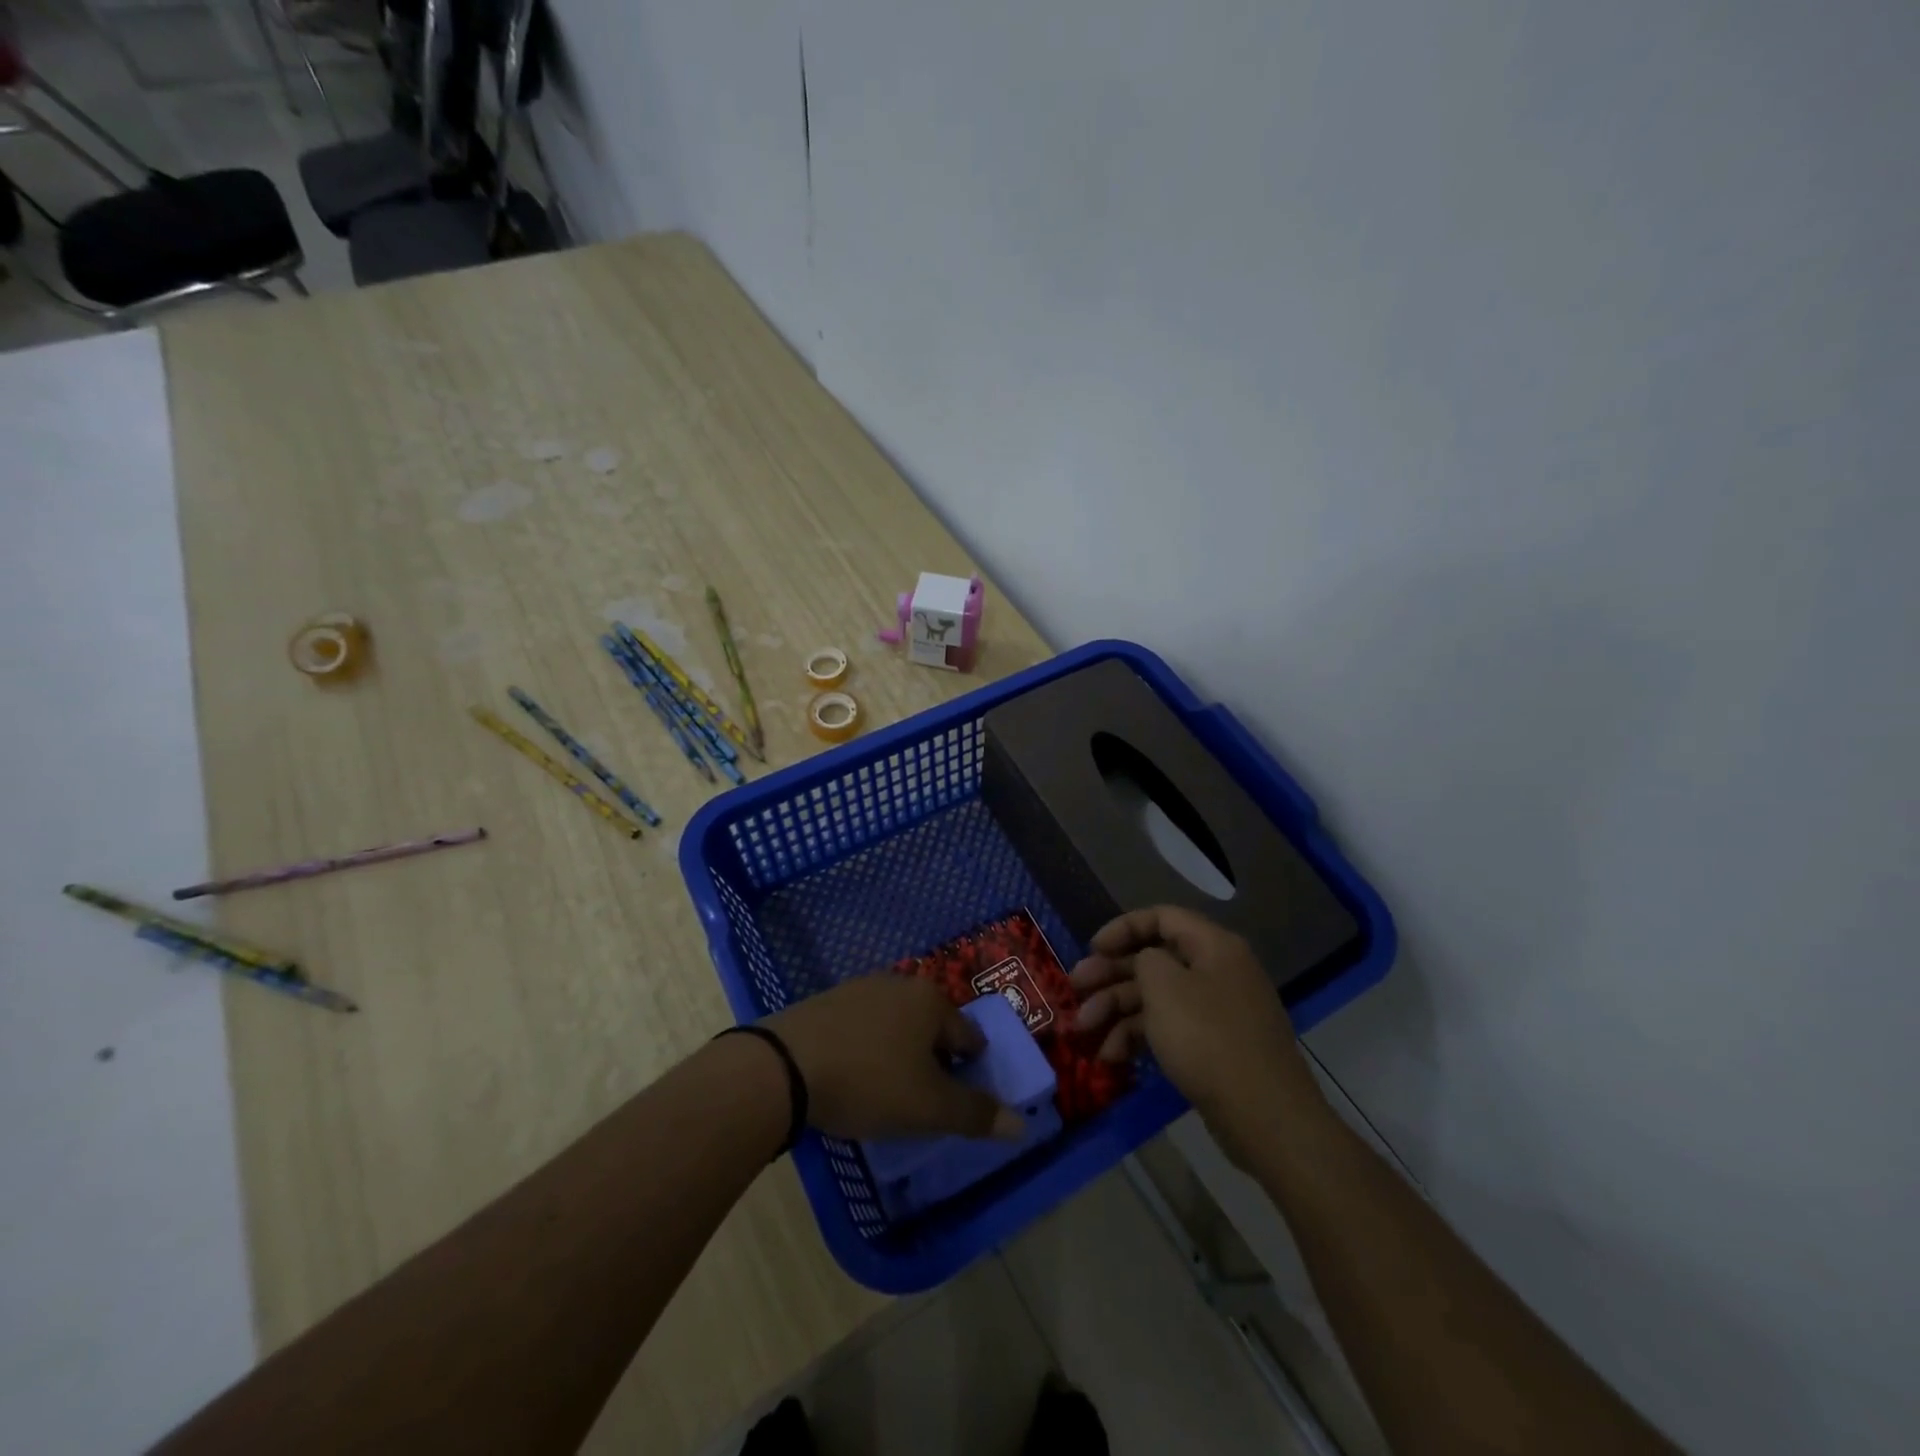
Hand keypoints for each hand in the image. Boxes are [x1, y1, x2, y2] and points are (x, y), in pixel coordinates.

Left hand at [764, 976, 1025, 1142]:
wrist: (782, 1067)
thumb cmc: (868, 1081)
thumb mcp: (929, 1107)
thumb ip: (976, 1114)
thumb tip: (1022, 1123)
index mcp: (932, 1001)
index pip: (970, 1038)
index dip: (970, 1074)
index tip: (953, 1105)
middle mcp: (900, 983)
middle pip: (933, 1029)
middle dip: (933, 1064)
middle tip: (920, 1103)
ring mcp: (861, 988)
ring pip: (897, 1027)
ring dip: (899, 1056)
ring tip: (885, 1094)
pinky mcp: (827, 1002)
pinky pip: (863, 1028)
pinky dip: (867, 1050)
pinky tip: (852, 1077)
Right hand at [1070, 906, 1322, 1162]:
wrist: (1265, 1116)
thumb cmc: (1208, 1038)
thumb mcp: (1164, 986)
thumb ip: (1144, 959)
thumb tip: (1146, 963)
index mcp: (1213, 946)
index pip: (1162, 917)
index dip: (1123, 928)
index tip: (1092, 948)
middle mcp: (1217, 971)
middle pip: (1154, 960)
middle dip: (1110, 975)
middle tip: (1075, 989)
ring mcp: (1218, 1011)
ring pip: (1157, 997)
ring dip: (1116, 1010)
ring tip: (1083, 1031)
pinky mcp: (1214, 1047)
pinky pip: (1169, 1028)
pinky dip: (1139, 1037)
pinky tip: (1111, 1057)